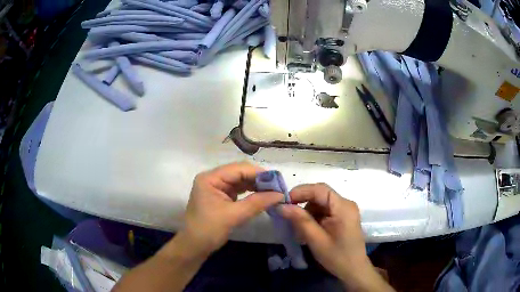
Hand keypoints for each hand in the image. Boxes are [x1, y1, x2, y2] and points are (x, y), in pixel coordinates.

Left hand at [181, 162, 282, 256]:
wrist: (194, 246)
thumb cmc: (209, 230)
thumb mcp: (233, 216)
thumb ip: (257, 203)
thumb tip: (280, 195)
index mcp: (210, 178)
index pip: (238, 169)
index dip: (259, 173)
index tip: (278, 181)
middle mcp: (213, 178)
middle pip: (240, 173)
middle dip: (259, 180)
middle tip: (278, 187)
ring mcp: (216, 187)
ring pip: (240, 181)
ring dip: (256, 186)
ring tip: (273, 192)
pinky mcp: (221, 197)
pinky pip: (238, 190)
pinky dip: (250, 193)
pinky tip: (262, 196)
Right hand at [280, 183, 392, 290]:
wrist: (354, 269)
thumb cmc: (337, 256)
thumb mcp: (316, 240)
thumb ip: (300, 221)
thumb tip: (281, 206)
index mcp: (343, 207)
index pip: (319, 189)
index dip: (300, 192)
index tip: (283, 203)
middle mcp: (346, 204)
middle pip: (320, 195)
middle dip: (302, 204)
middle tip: (288, 217)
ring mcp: (345, 210)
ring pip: (320, 203)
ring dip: (307, 212)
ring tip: (299, 229)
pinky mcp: (343, 217)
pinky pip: (325, 211)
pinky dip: (314, 218)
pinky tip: (309, 231)